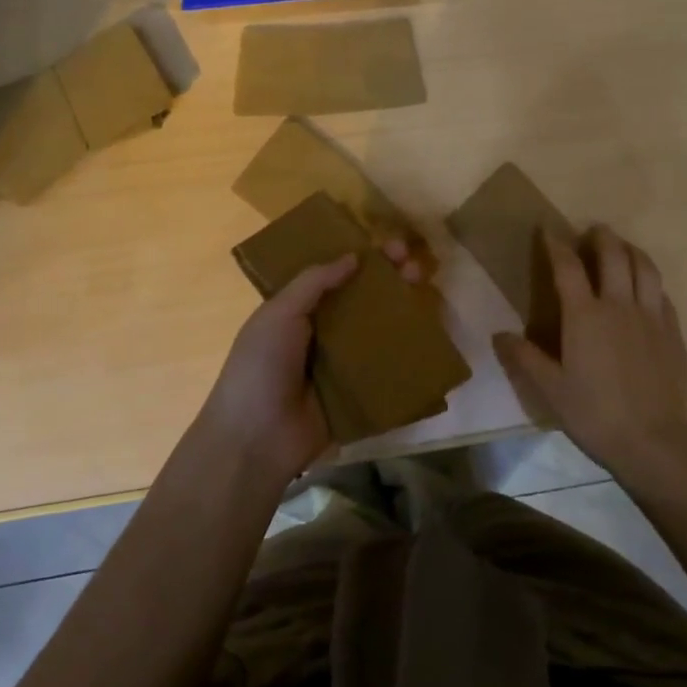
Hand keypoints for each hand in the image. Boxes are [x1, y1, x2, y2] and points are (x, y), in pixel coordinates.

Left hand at [197, 240, 427, 485]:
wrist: (256, 439)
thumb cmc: (261, 367)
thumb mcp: (278, 314)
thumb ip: (313, 282)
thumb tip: (354, 256)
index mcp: (299, 310)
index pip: (337, 275)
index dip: (364, 258)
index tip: (392, 246)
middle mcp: (323, 332)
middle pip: (363, 299)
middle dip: (390, 279)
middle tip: (415, 266)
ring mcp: (343, 363)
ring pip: (379, 329)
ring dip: (403, 309)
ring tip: (425, 291)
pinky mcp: (359, 392)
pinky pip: (386, 367)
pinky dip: (407, 351)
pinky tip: (430, 334)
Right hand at [493, 226, 686, 491]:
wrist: (653, 441)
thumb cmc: (595, 414)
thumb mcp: (550, 390)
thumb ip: (525, 358)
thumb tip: (499, 334)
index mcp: (585, 315)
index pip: (568, 266)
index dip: (556, 244)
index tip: (548, 229)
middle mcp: (619, 305)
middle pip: (613, 255)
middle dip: (601, 237)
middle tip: (593, 230)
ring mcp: (651, 316)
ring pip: (644, 267)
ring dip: (631, 250)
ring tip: (623, 247)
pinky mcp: (673, 332)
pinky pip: (662, 293)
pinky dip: (651, 280)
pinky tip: (647, 287)